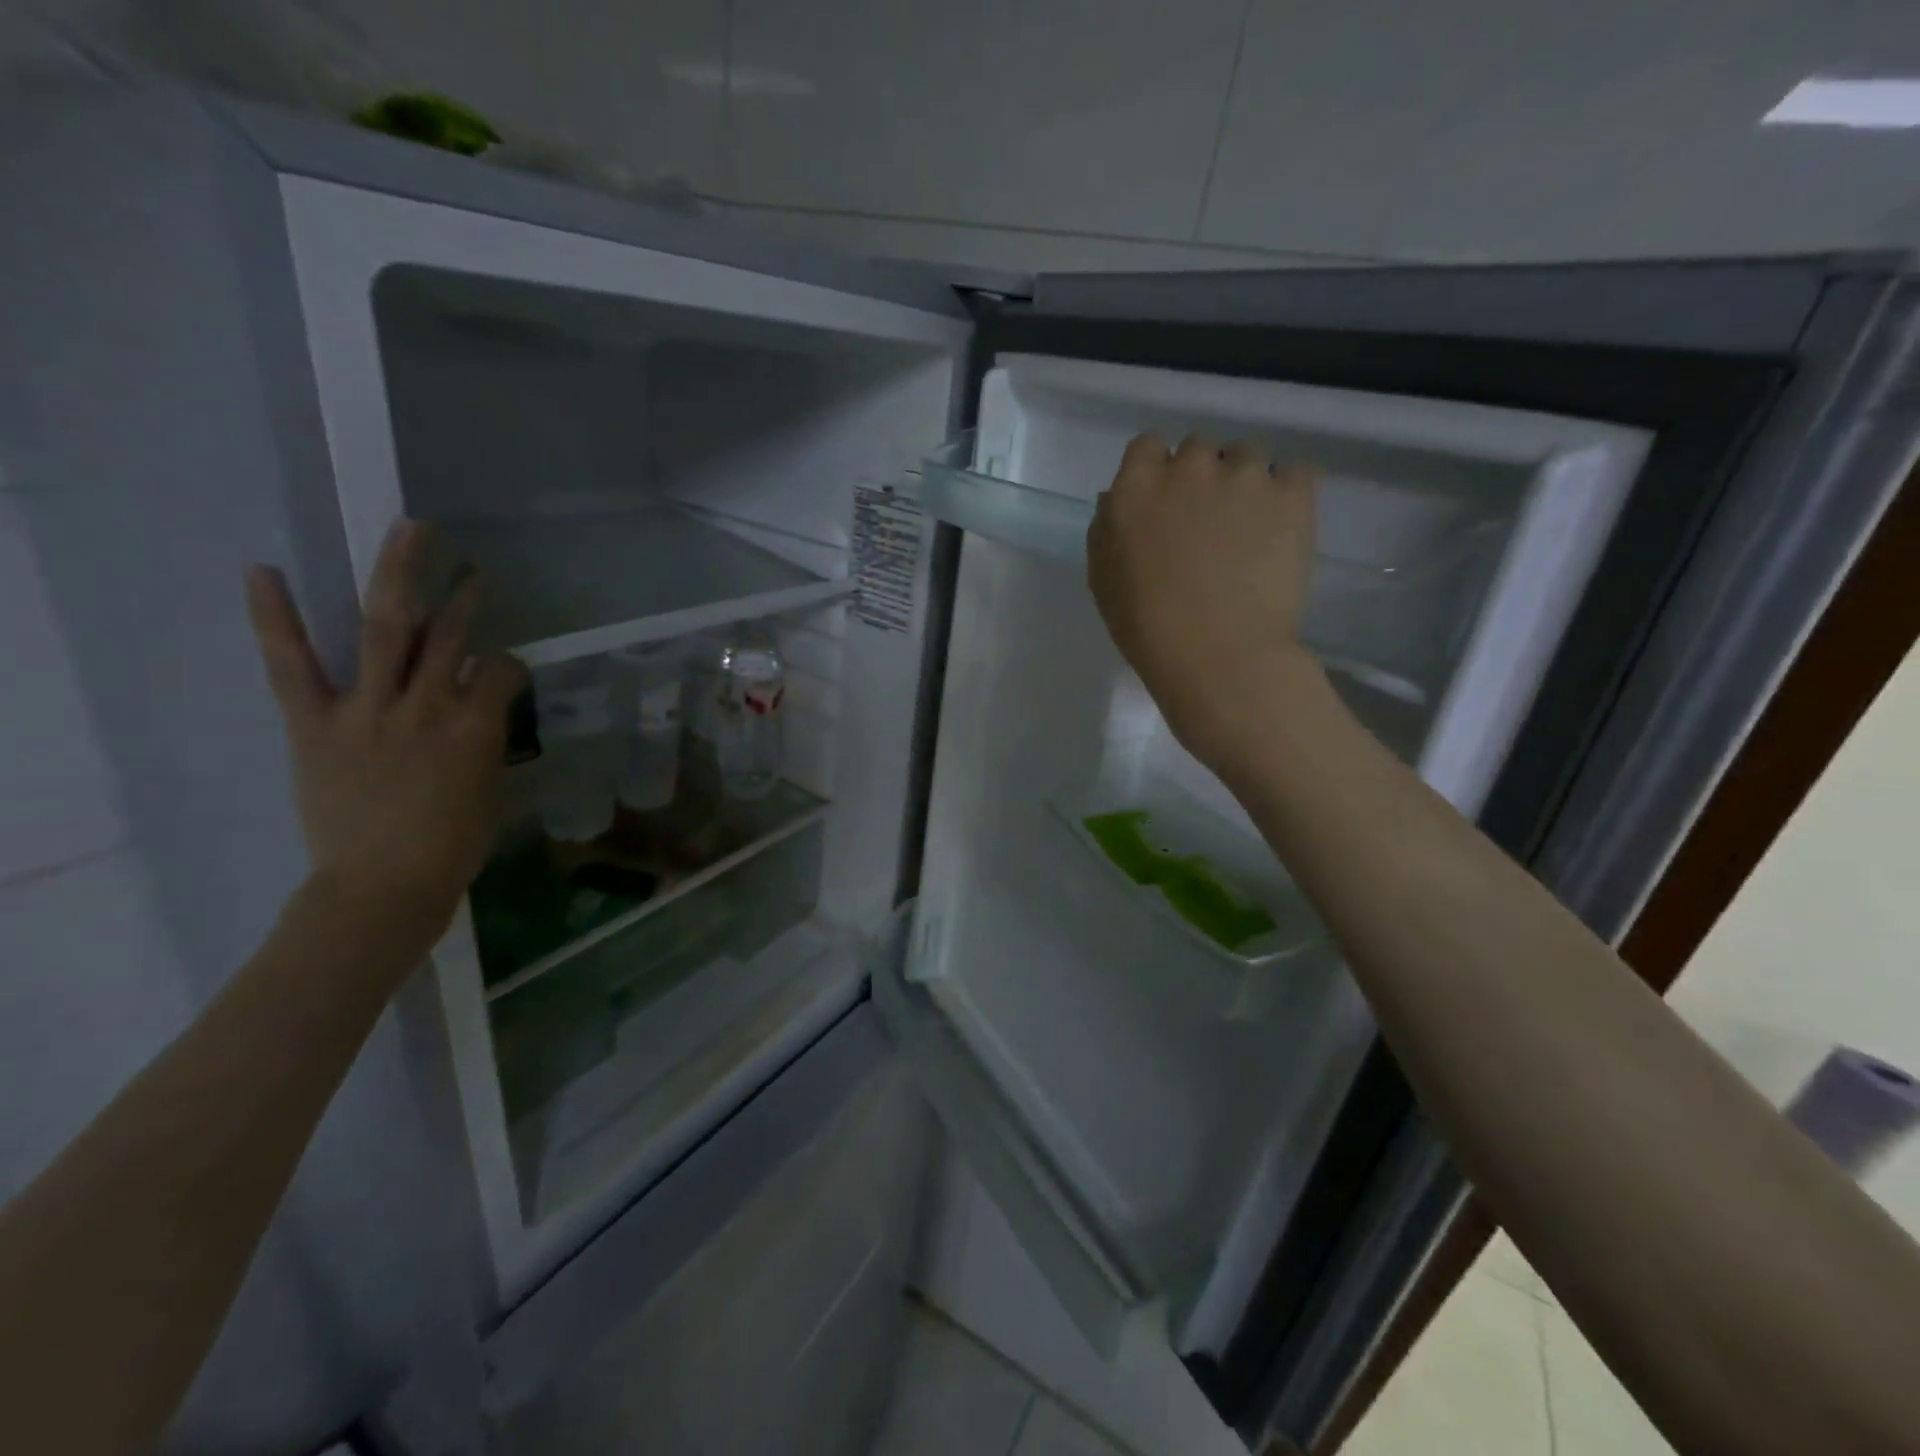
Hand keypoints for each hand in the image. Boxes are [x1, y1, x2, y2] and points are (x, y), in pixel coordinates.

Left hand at [245, 520, 526, 961]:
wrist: (382, 886)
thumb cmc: (454, 846)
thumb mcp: (490, 788)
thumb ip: (484, 741)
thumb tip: (478, 714)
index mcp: (477, 726)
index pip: (501, 670)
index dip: (508, 664)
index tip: (505, 671)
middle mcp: (427, 705)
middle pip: (449, 634)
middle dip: (464, 594)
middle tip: (473, 565)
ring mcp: (367, 709)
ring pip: (387, 629)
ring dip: (400, 576)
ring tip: (411, 533)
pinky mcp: (315, 723)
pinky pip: (292, 665)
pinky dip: (277, 618)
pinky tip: (265, 571)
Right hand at [1088, 433, 1320, 768]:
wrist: (1218, 656)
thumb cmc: (1147, 628)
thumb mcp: (1103, 580)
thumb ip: (1107, 530)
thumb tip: (1116, 499)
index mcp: (1135, 487)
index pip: (1146, 446)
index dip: (1156, 471)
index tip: (1163, 504)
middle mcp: (1188, 467)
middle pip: (1197, 449)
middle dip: (1200, 477)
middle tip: (1206, 522)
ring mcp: (1244, 476)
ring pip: (1247, 456)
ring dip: (1244, 481)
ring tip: (1250, 527)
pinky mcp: (1292, 494)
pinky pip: (1295, 471)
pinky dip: (1288, 491)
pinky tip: (1281, 526)